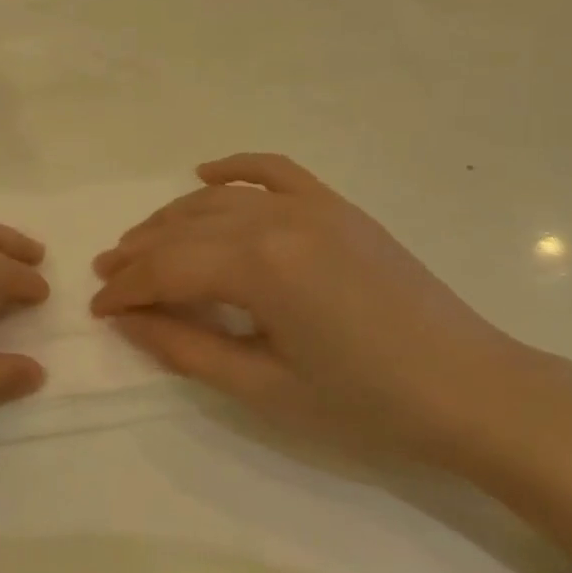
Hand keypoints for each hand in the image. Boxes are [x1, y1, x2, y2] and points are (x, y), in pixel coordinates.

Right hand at [90, 154, 571, 469]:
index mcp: (261, 267)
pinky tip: (204, 174)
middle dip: (139, 254)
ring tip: (140, 243)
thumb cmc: (366, 404)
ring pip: (219, 200)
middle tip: (107, 277)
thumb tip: (129, 322)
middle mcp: (279, 220)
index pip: (168, 269)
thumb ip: (187, 349)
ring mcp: (312, 206)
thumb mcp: (265, 388)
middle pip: (185, 230)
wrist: (473, 390)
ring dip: (172, 219)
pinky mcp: (337, 207)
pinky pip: (274, 172)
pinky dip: (234, 168)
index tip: (98, 311)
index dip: (127, 290)